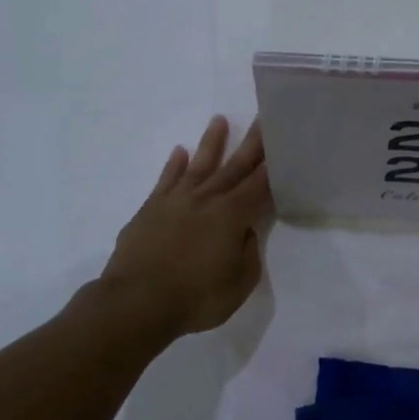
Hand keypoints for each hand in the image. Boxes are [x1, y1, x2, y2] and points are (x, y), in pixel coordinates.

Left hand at [101, 116, 270, 337]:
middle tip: (262, 117)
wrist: (135, 303)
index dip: (273, 165)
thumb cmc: (195, 298)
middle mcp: (206, 199)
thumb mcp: (239, 283)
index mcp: (232, 215)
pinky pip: (166, 180)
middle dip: (251, 142)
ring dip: (211, 143)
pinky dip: (174, 165)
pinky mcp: (150, 209)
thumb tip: (244, 230)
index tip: (283, 142)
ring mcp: (176, 201)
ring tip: (219, 120)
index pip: (260, 184)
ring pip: (199, 165)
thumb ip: (247, 252)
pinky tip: (180, 152)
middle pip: (234, 165)